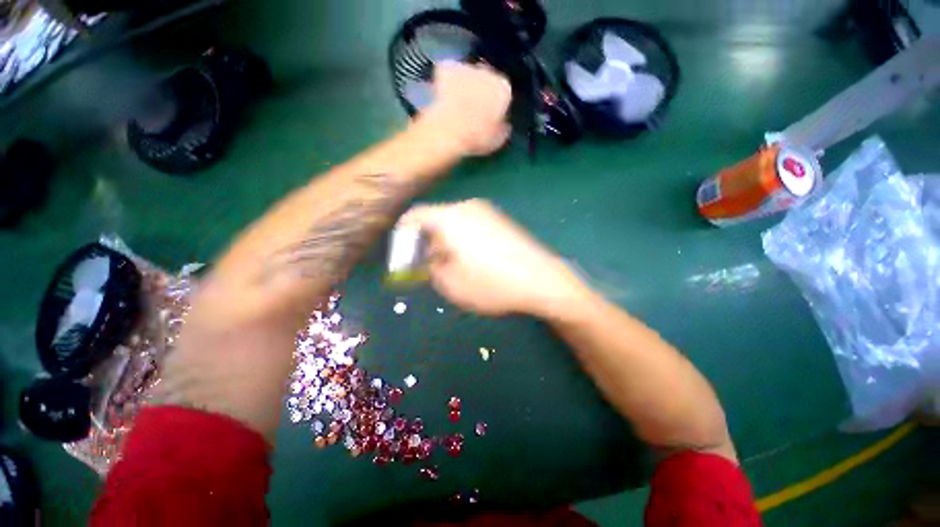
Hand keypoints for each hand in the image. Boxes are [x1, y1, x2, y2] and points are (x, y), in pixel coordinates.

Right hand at [399, 200, 587, 316]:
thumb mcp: (450, 283)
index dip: (403, 236)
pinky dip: (462, 240)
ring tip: (449, 265)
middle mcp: (467, 207)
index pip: (414, 216)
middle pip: (435, 219)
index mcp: (450, 218)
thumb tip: (427, 258)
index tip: (402, 255)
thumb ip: (429, 267)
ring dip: (444, 242)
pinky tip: (470, 260)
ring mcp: (487, 212)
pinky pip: (471, 226)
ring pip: (453, 223)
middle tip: (426, 265)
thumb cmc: (491, 284)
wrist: (541, 280)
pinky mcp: (500, 220)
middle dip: (425, 242)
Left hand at [419, 63, 511, 156]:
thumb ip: (503, 129)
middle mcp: (488, 71)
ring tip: (456, 106)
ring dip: (464, 86)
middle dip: (480, 92)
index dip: (496, 104)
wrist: (449, 130)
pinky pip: (449, 72)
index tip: (490, 116)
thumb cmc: (475, 137)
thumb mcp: (496, 141)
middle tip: (472, 111)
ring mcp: (466, 67)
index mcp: (503, 89)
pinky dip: (446, 81)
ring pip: (467, 75)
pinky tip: (444, 97)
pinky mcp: (447, 67)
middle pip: (486, 79)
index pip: (503, 92)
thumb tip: (504, 126)